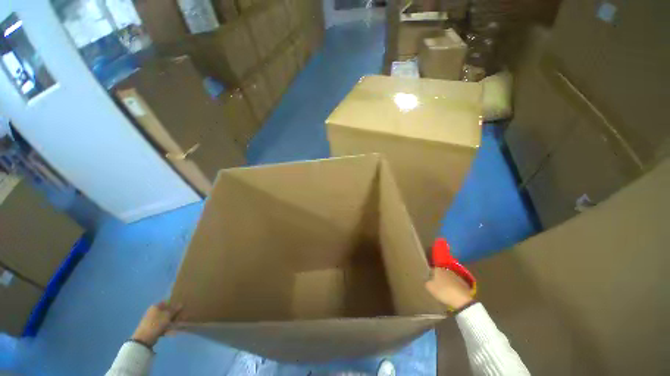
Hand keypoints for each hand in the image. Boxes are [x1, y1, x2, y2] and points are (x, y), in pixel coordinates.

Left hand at [132, 301, 181, 347]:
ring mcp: (152, 320)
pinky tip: (172, 332)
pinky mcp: (153, 328)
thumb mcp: (167, 316)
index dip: (174, 303)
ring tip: (178, 325)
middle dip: (174, 314)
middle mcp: (153, 312)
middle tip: (181, 316)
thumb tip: (181, 304)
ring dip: (172, 322)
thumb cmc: (155, 324)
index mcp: (155, 307)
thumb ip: (174, 310)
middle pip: (166, 311)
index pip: (167, 302)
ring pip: (165, 319)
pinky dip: (167, 328)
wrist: (143, 339)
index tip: (181, 306)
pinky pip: (162, 326)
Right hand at [425, 268, 473, 310]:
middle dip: (438, 278)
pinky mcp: (463, 282)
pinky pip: (454, 283)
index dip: (429, 276)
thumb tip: (427, 280)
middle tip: (436, 286)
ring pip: (448, 278)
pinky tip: (452, 293)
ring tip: (444, 290)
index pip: (431, 270)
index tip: (429, 282)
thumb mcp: (429, 287)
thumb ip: (426, 282)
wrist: (462, 298)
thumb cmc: (443, 291)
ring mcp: (455, 275)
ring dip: (446, 282)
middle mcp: (446, 269)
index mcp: (437, 268)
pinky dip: (452, 286)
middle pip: (440, 273)